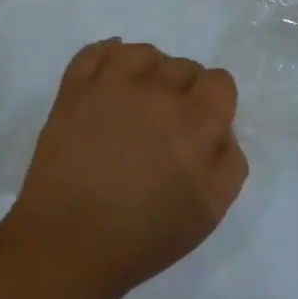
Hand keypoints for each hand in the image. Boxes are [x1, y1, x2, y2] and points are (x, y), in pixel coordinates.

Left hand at [2, 39, 248, 298]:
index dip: (215, 105)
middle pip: (184, 67)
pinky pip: (96, 51)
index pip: (219, 82)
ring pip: (144, 54)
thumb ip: (230, 159)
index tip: (202, 130)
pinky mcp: (74, 91)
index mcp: (196, 122)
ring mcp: (111, 86)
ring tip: (139, 105)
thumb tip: (221, 129)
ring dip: (150, 73)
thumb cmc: (144, 236)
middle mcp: (158, 92)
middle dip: (184, 93)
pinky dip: (108, 56)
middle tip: (167, 129)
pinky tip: (112, 77)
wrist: (67, 247)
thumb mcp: (212, 210)